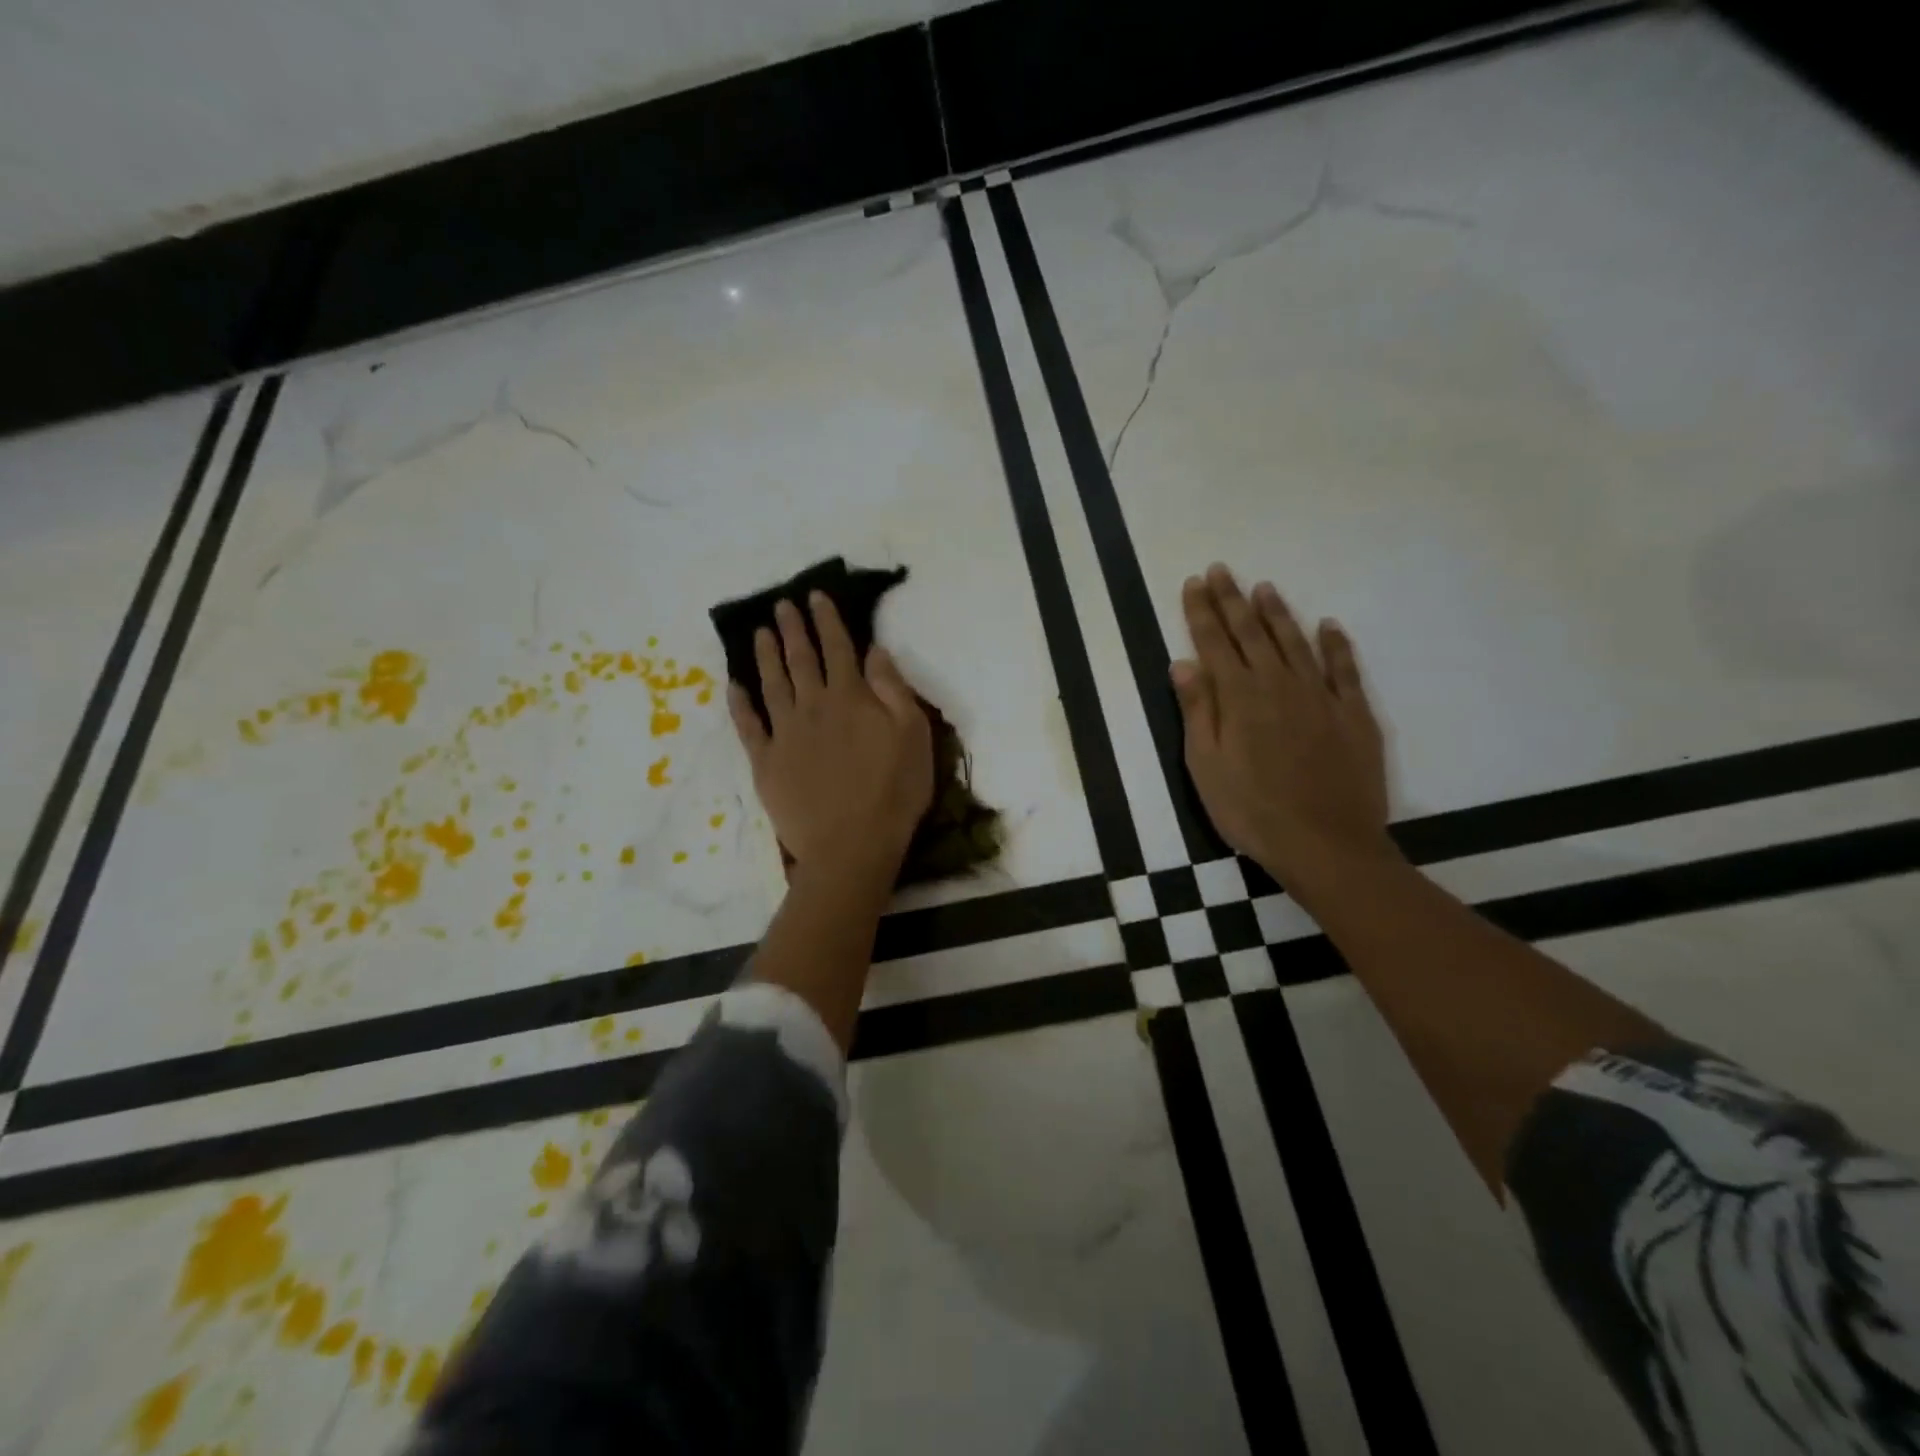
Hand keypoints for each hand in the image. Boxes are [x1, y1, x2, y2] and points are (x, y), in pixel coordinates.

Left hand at [729, 592, 933, 878]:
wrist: (852, 846)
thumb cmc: (894, 791)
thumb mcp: (914, 735)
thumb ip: (893, 689)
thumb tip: (874, 650)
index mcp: (851, 697)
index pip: (838, 648)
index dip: (827, 620)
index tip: (816, 597)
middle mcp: (813, 706)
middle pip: (800, 659)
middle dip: (792, 629)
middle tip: (782, 606)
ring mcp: (785, 733)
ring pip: (772, 684)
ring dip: (765, 656)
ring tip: (759, 632)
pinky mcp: (765, 762)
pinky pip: (748, 726)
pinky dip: (739, 703)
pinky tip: (734, 686)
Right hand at [1171, 564, 1394, 899]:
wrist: (1326, 844)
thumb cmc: (1251, 810)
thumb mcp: (1206, 766)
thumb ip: (1197, 711)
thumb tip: (1183, 663)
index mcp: (1239, 698)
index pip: (1215, 643)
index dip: (1202, 611)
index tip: (1195, 582)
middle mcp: (1279, 685)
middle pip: (1252, 633)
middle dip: (1233, 600)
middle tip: (1222, 569)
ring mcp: (1320, 697)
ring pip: (1295, 642)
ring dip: (1277, 613)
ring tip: (1264, 587)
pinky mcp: (1353, 714)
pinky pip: (1344, 669)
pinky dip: (1335, 644)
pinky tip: (1328, 625)